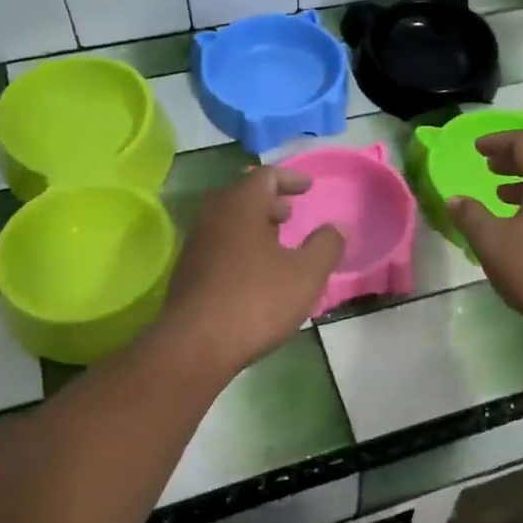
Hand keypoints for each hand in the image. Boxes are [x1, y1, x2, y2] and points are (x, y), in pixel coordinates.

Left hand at [155, 166, 343, 379]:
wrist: (195, 346)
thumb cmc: (256, 301)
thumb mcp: (306, 274)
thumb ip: (326, 245)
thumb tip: (333, 229)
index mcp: (240, 206)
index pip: (265, 176)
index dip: (290, 178)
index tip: (308, 187)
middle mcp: (213, 217)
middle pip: (242, 196)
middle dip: (270, 201)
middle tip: (291, 213)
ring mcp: (196, 245)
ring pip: (229, 222)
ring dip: (254, 225)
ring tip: (277, 242)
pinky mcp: (188, 272)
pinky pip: (220, 245)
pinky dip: (241, 245)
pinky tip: (256, 272)